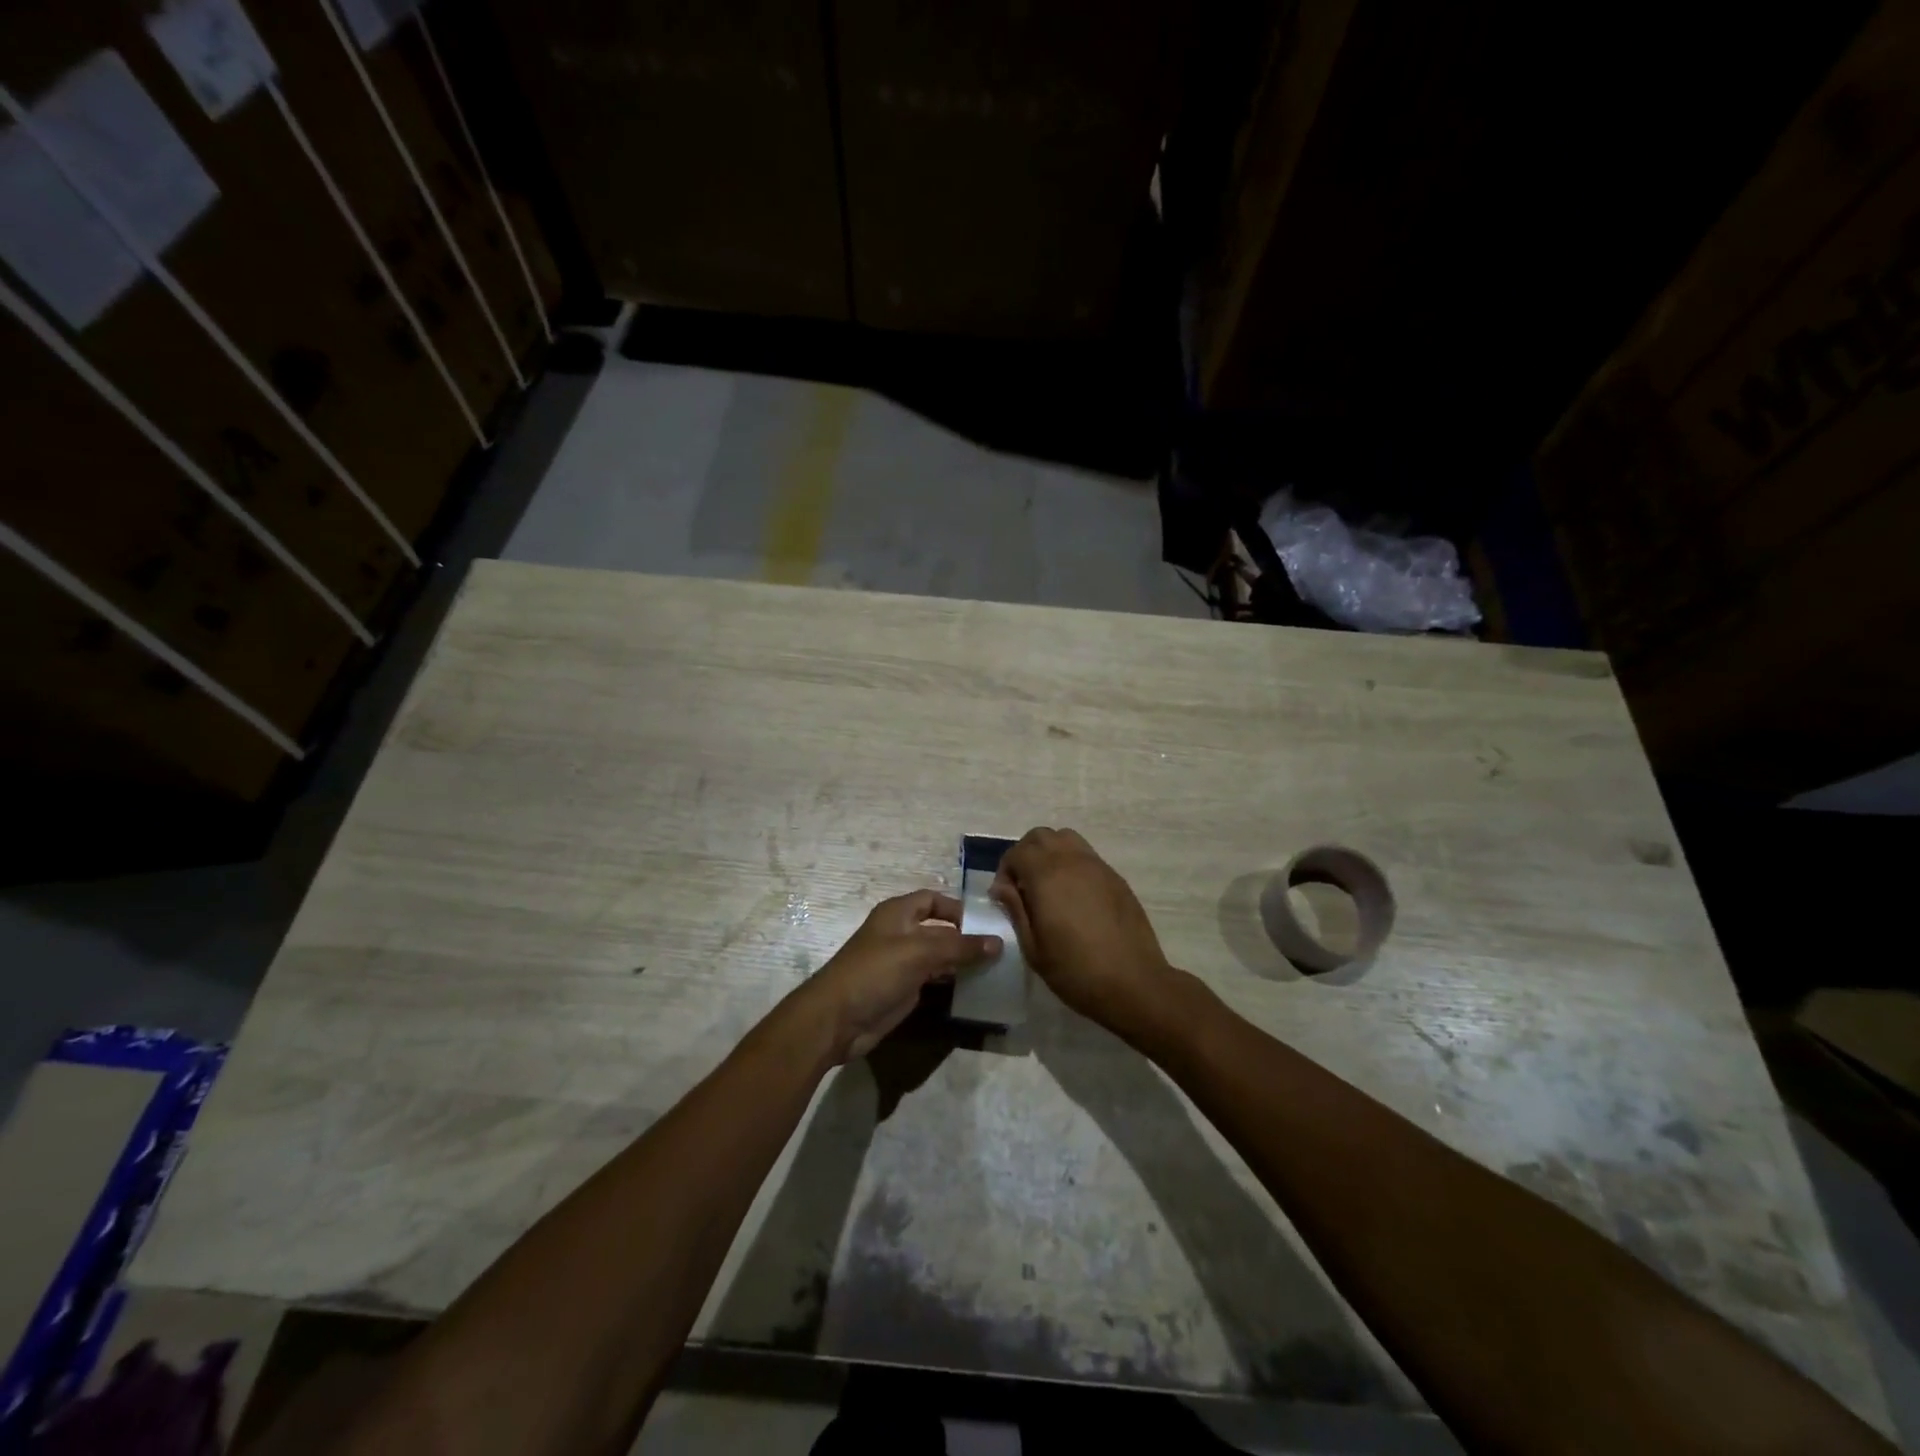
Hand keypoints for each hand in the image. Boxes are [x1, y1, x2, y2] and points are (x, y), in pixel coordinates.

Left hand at [807, 890, 1001, 1061]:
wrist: (837, 1019)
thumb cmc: (875, 972)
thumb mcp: (919, 952)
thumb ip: (959, 946)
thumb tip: (998, 942)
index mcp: (898, 914)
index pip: (933, 900)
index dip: (958, 908)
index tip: (987, 922)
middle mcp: (900, 934)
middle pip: (939, 929)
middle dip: (966, 937)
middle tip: (1000, 948)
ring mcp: (901, 963)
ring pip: (938, 956)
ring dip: (962, 961)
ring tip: (995, 968)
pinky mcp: (903, 989)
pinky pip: (934, 979)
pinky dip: (952, 981)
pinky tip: (974, 987)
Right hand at [991, 827, 1179, 1041]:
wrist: (1133, 983)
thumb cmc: (1075, 971)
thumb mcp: (1033, 947)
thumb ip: (1015, 909)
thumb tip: (1002, 886)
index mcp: (1047, 876)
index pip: (1017, 852)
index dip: (1005, 870)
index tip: (1005, 897)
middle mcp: (1072, 861)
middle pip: (1041, 836)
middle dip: (1025, 854)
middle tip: (1023, 886)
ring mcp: (1098, 866)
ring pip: (1066, 838)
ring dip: (1050, 853)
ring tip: (1048, 885)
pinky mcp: (1115, 877)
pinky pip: (1087, 855)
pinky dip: (1072, 863)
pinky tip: (1074, 896)